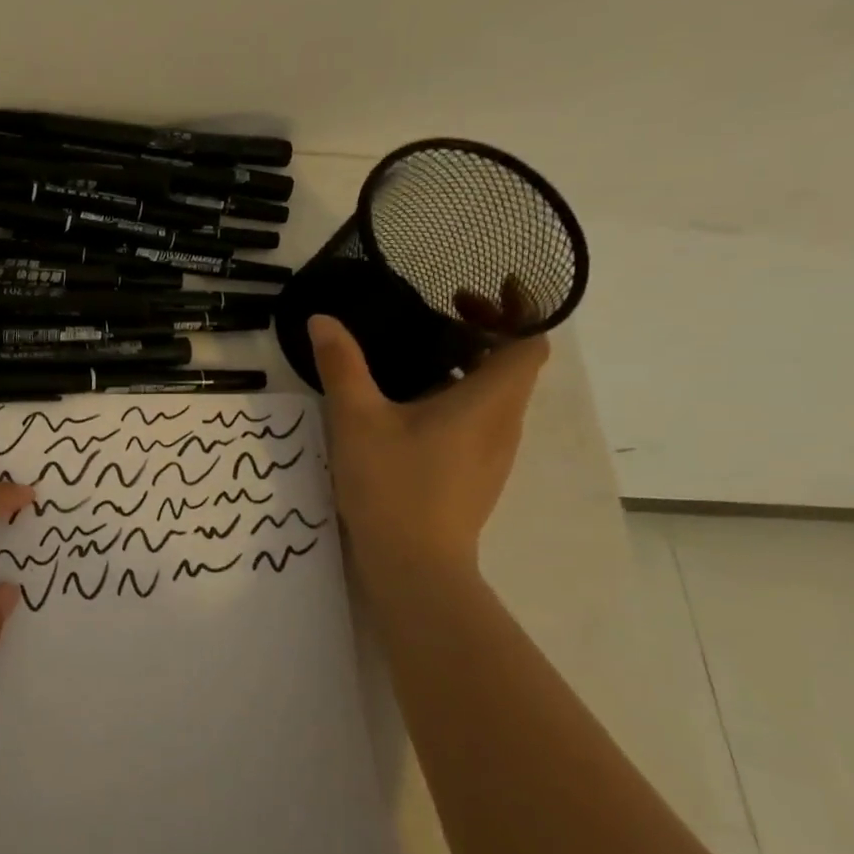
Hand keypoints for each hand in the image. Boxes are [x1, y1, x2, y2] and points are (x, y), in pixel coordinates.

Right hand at [308, 289, 547, 576]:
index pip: (530, 343)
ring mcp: (494, 453)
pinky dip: (459, 396)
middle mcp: (504, 423)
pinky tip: (411, 405)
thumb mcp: (356, 418)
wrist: (414, 564)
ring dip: (470, 364)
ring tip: (420, 353)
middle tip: (440, 311)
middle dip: (484, 331)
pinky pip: (481, 420)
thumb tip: (323, 320)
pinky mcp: (477, 475)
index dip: (519, 309)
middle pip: (515, 365)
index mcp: (488, 401)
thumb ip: (341, 365)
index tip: (482, 289)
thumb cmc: (392, 484)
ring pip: (497, 394)